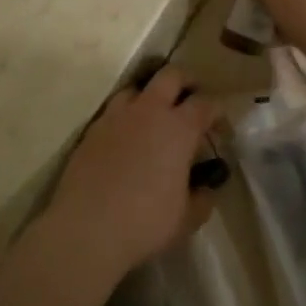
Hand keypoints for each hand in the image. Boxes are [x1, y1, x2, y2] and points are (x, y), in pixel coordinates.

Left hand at [45, 66, 219, 272]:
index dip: (217, 112)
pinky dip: (125, 118)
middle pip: (171, 76)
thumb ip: (202, 198)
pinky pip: (112, 112)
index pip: (206, 104)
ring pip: (136, 88)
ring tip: (154, 119)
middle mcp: (148, 112)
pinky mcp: (91, 131)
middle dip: (186, 83)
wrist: (86, 230)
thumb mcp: (186, 218)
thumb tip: (206, 188)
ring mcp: (115, 118)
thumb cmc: (145, 223)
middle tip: (191, 102)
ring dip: (150, 97)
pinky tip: (126, 140)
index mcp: (179, 129)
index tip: (220, 128)